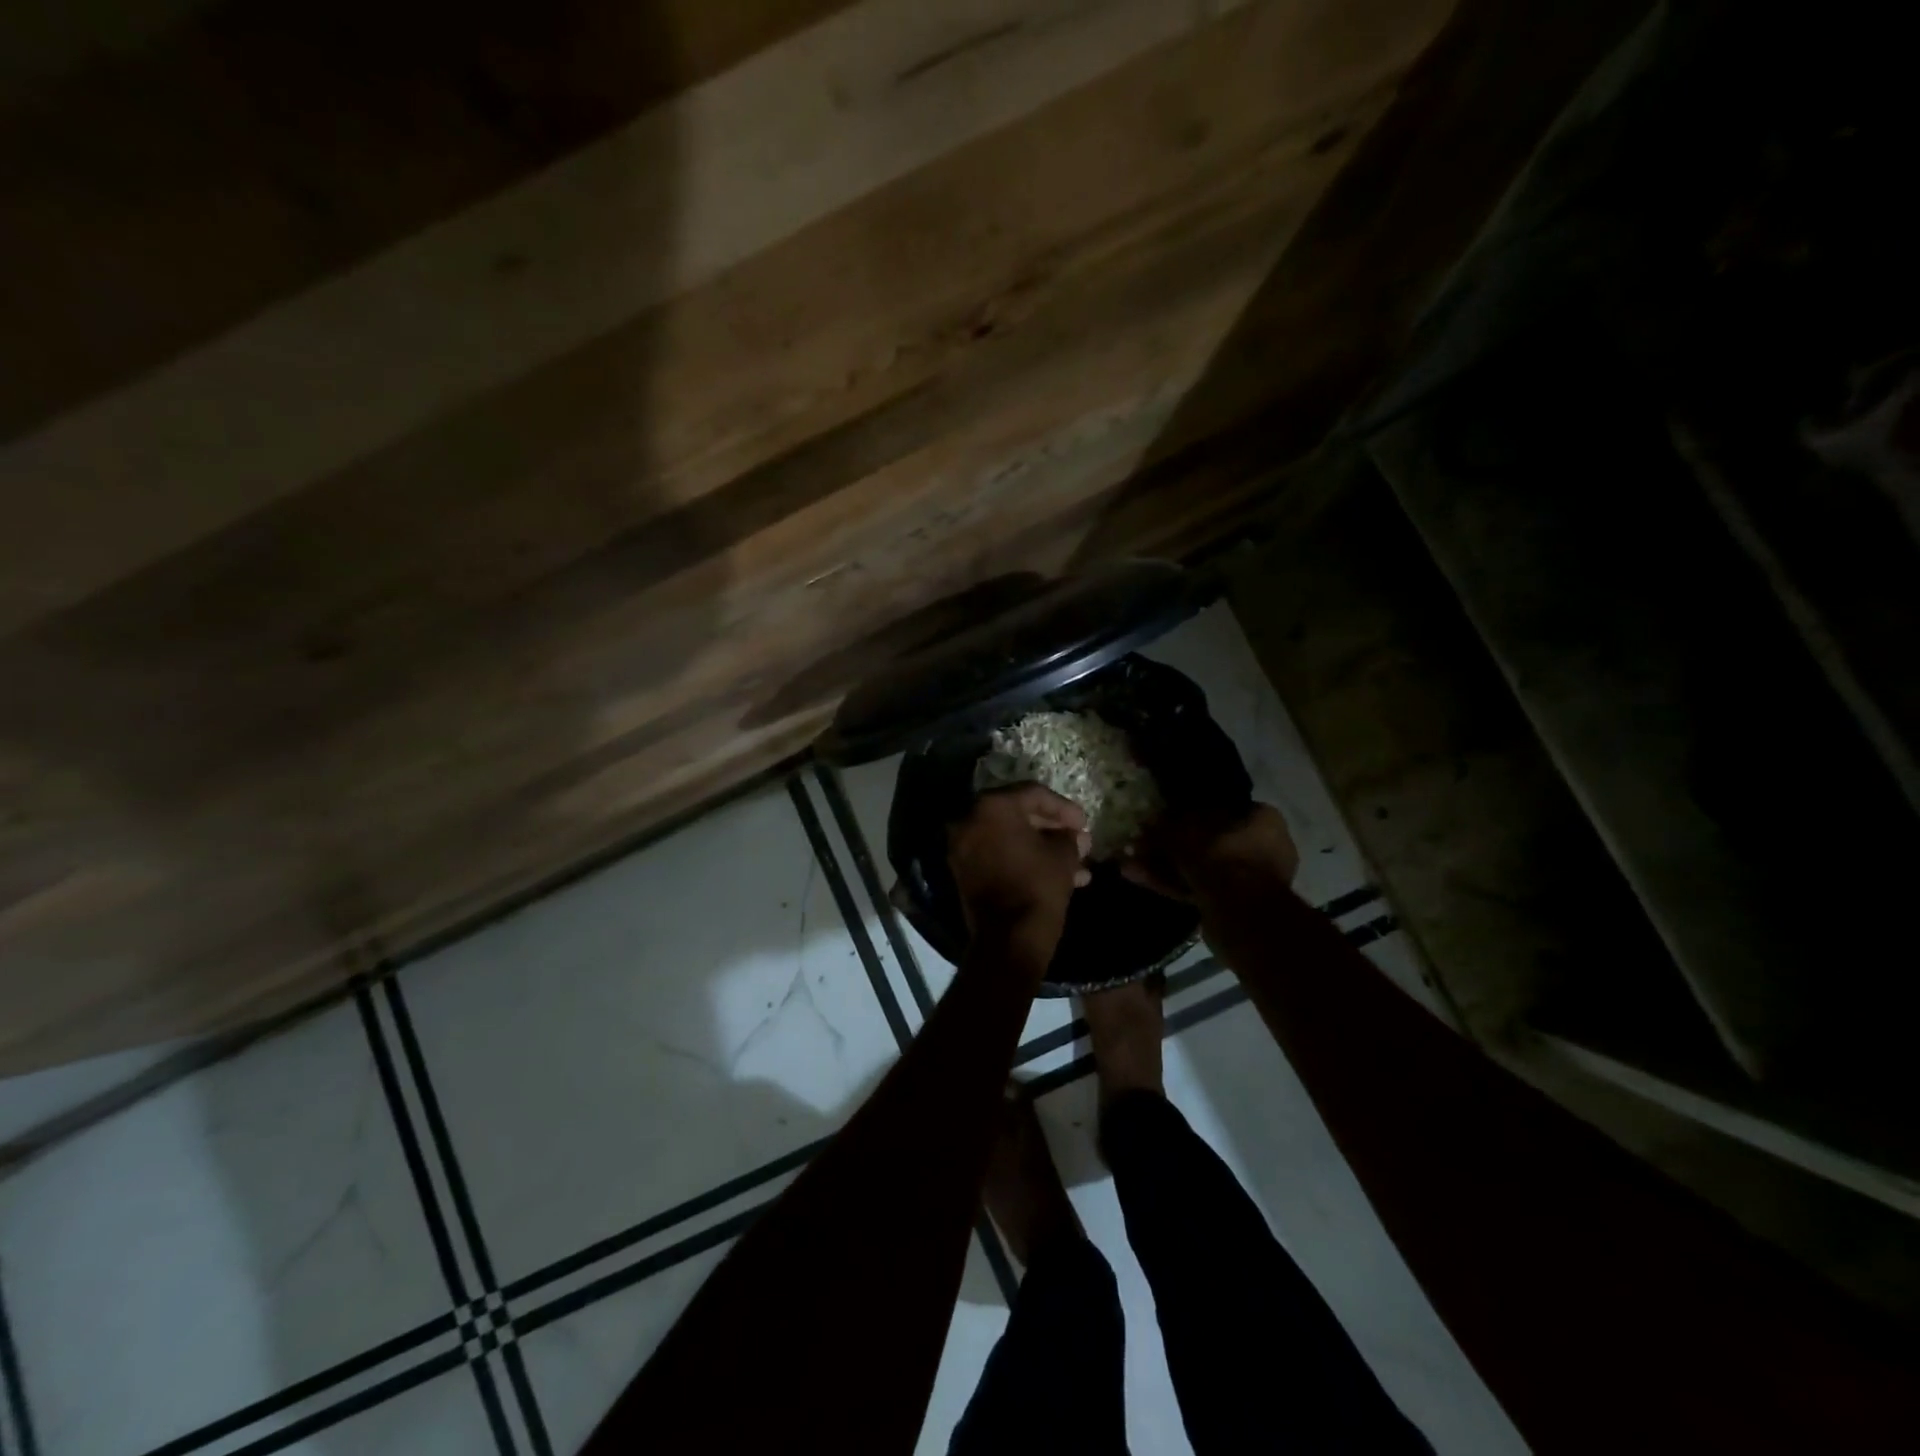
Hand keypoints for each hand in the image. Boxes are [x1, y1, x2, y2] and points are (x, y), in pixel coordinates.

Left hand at [947, 785, 1091, 947]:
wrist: (1009, 939)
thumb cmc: (1038, 886)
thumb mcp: (1063, 856)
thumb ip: (1069, 837)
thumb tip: (1075, 837)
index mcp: (992, 806)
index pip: (1034, 794)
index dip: (1064, 808)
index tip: (1085, 824)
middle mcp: (970, 819)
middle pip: (1018, 814)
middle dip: (1052, 828)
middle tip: (1077, 840)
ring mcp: (962, 846)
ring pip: (1009, 837)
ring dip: (1041, 847)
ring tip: (1076, 864)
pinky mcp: (963, 870)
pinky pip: (997, 854)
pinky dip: (1022, 858)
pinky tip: (1055, 874)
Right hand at [1120, 802, 1298, 900]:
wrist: (1241, 913)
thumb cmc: (1221, 856)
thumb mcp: (1185, 833)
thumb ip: (1165, 827)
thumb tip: (1147, 822)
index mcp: (1264, 821)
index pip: (1225, 807)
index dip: (1192, 809)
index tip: (1167, 814)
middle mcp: (1262, 848)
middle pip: (1208, 840)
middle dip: (1171, 843)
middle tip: (1142, 841)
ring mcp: (1247, 880)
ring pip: (1200, 866)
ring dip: (1165, 864)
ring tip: (1131, 861)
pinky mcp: (1231, 905)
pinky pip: (1198, 886)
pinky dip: (1171, 883)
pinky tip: (1138, 878)